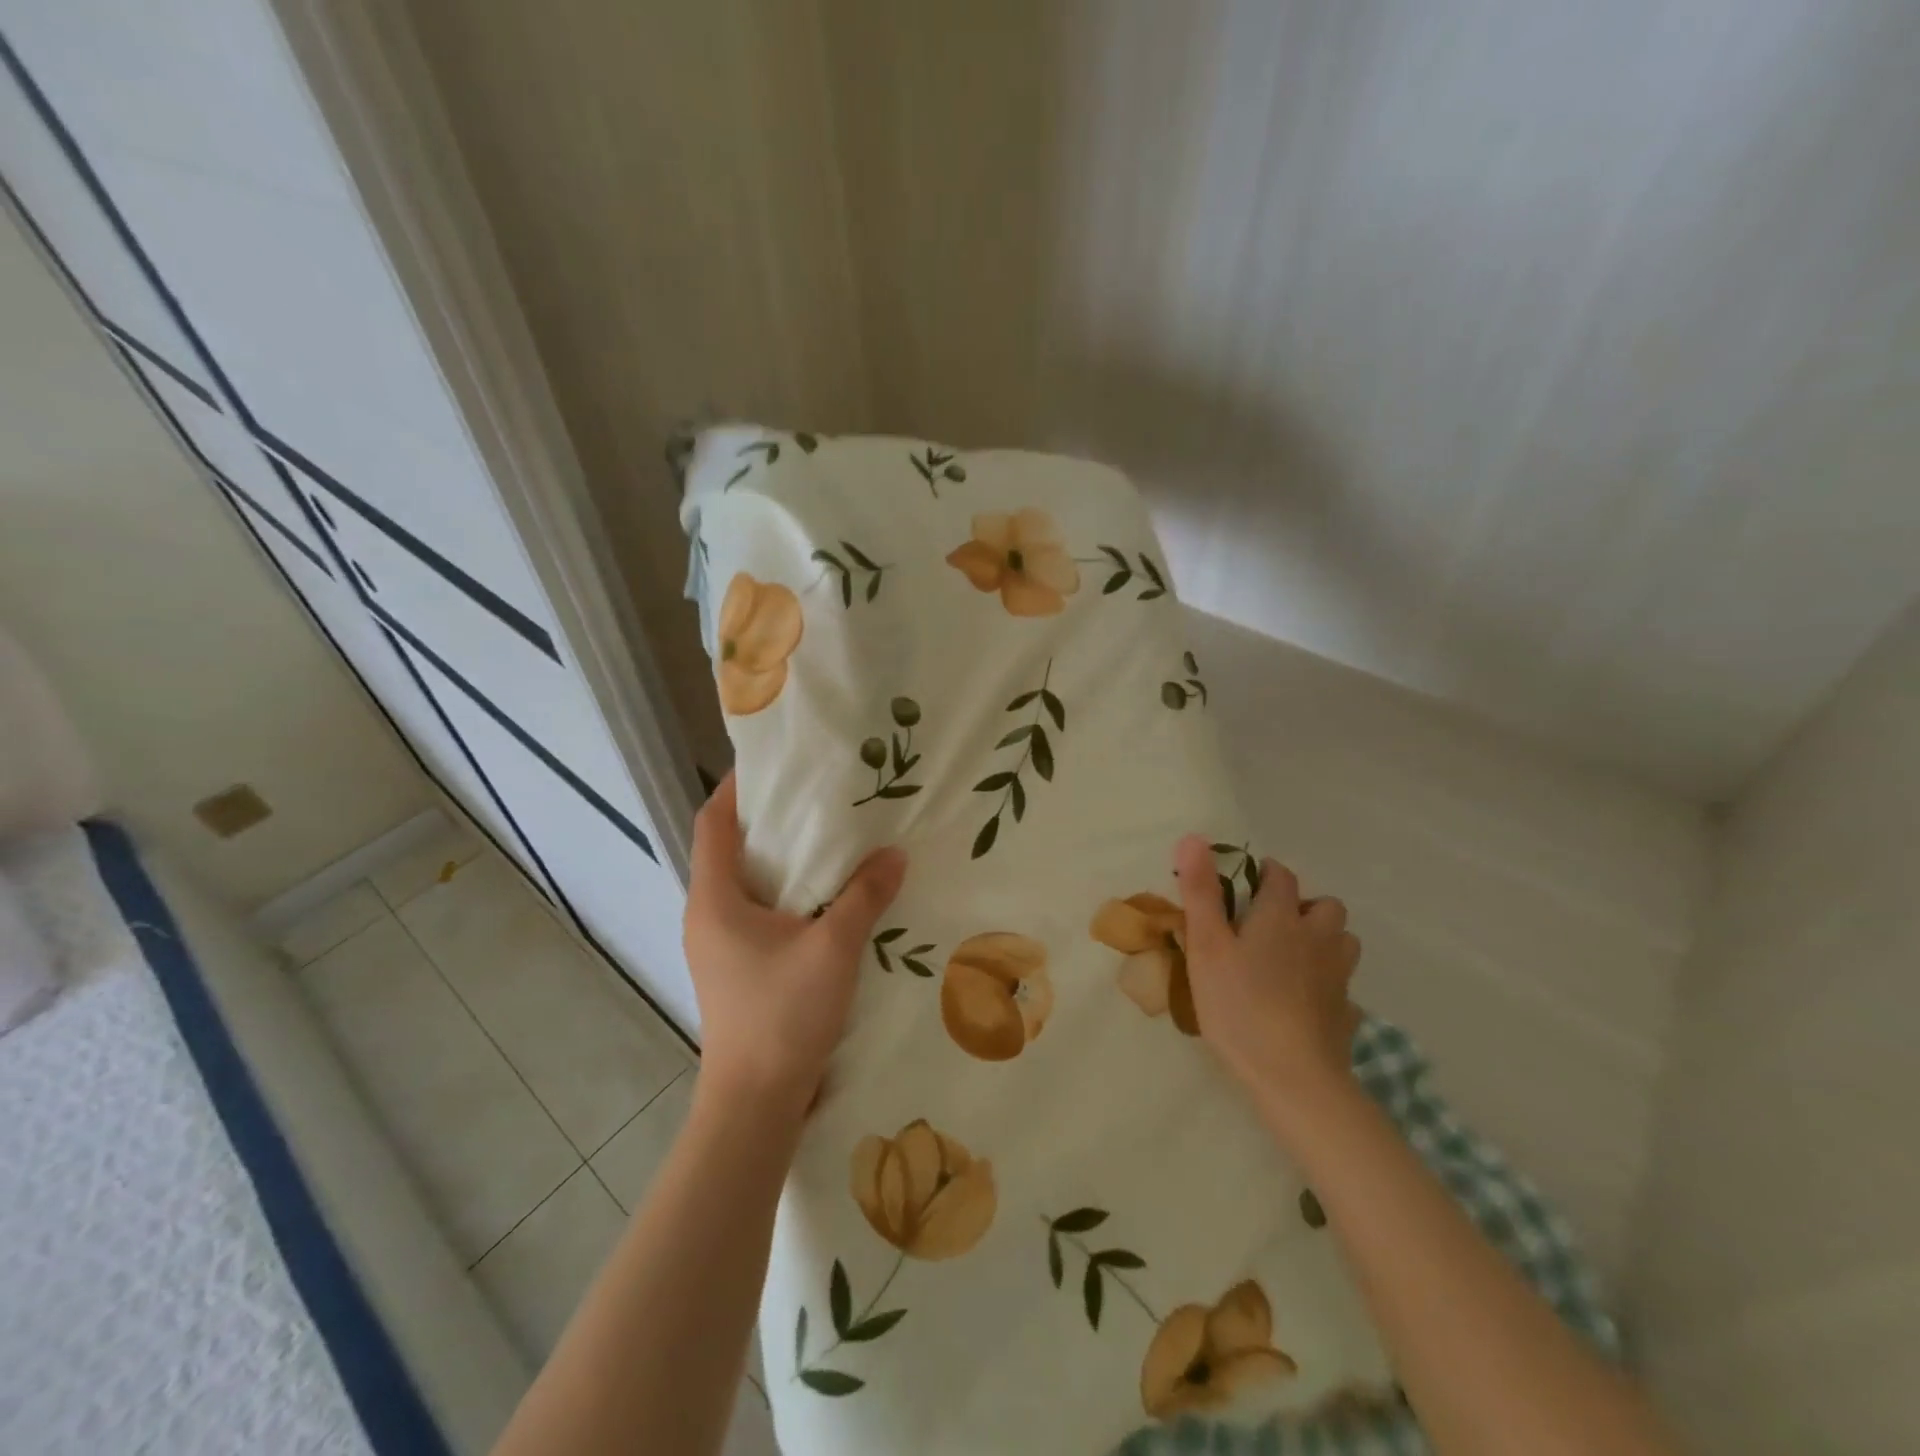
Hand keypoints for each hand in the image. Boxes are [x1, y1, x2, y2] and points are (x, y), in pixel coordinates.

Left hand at [684, 774, 905, 1113]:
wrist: (755, 1103)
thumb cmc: (782, 1015)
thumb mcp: (833, 948)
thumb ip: (863, 896)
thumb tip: (893, 855)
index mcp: (714, 899)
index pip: (713, 822)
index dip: (736, 787)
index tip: (774, 763)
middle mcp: (707, 914)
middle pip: (729, 848)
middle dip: (768, 818)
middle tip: (816, 794)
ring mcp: (718, 944)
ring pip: (745, 882)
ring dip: (780, 857)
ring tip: (827, 836)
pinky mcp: (736, 967)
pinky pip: (757, 911)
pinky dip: (786, 892)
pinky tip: (826, 894)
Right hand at [1172, 833, 1362, 1120]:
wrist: (1293, 1078)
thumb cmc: (1240, 1005)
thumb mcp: (1206, 946)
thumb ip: (1201, 892)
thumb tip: (1193, 838)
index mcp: (1281, 918)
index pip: (1281, 877)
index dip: (1264, 873)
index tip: (1244, 884)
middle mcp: (1318, 939)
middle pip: (1326, 906)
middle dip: (1303, 906)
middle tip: (1270, 925)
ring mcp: (1338, 978)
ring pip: (1342, 942)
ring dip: (1323, 940)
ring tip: (1292, 958)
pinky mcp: (1347, 1013)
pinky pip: (1343, 986)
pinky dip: (1328, 984)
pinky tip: (1307, 1002)